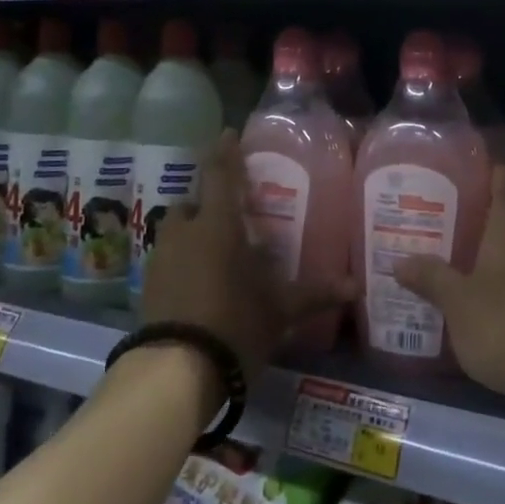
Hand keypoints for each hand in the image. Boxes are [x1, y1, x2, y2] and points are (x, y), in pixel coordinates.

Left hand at [139, 131, 350, 377]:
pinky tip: (201, 283)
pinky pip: (170, 259)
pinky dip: (184, 260)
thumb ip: (315, 293)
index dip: (224, 151)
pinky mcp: (148, 285)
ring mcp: (161, 258)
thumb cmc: (234, 323)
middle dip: (210, 204)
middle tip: (233, 216)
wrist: (174, 370)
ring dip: (195, 234)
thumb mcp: (280, 309)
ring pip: (179, 232)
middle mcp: (185, 232)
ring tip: (219, 254)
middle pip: (195, 204)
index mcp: (218, 225)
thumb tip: (356, 287)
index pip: (220, 174)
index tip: (228, 133)